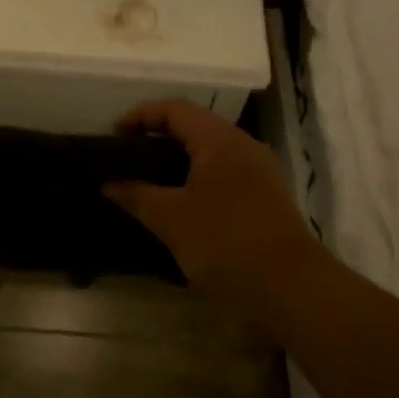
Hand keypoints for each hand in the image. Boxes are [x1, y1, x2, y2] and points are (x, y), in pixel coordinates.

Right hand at [103, 98, 321, 310]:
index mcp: (220, 140)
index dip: (141, 115)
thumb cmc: (225, 243)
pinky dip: (197, 177)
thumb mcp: (172, 220)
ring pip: (211, 151)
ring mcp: (260, 170)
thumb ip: (137, 195)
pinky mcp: (266, 196)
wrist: (290, 288)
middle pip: (195, 126)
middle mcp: (244, 145)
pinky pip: (225, 172)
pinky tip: (181, 203)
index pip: (175, 109)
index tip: (114, 136)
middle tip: (127, 158)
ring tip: (148, 181)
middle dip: (157, 137)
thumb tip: (109, 183)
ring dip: (178, 159)